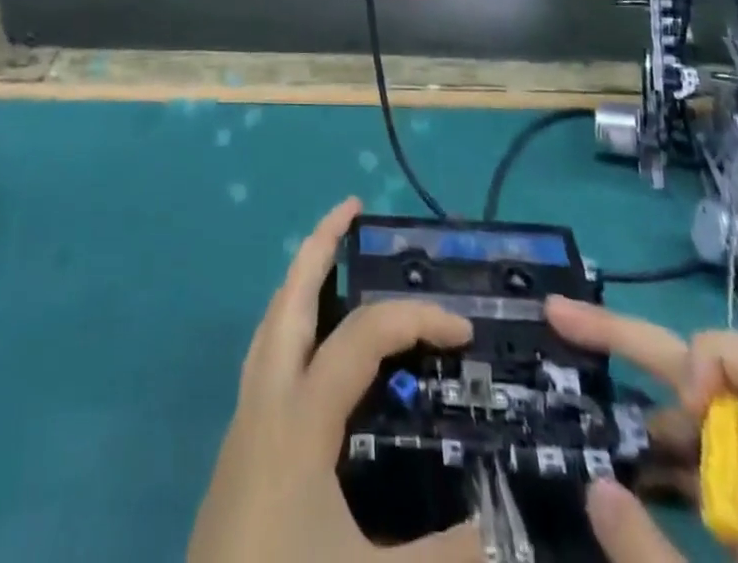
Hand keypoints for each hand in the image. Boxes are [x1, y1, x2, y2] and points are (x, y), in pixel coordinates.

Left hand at [188, 197, 481, 562]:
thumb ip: (446, 556)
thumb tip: (501, 530)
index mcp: (298, 416)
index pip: (362, 336)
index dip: (415, 320)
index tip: (463, 333)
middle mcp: (265, 400)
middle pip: (288, 297)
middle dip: (319, 245)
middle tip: (351, 209)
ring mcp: (243, 421)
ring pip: (270, 323)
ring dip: (301, 281)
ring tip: (332, 259)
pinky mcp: (237, 449)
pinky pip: (265, 356)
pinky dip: (291, 325)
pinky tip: (313, 348)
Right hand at [545, 297, 737, 562]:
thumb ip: (649, 557)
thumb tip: (595, 487)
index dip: (716, 356)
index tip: (679, 400)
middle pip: (715, 372)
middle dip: (635, 341)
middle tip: (562, 319)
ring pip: (710, 416)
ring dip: (649, 406)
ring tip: (594, 425)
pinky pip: (716, 463)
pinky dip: (669, 456)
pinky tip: (634, 486)